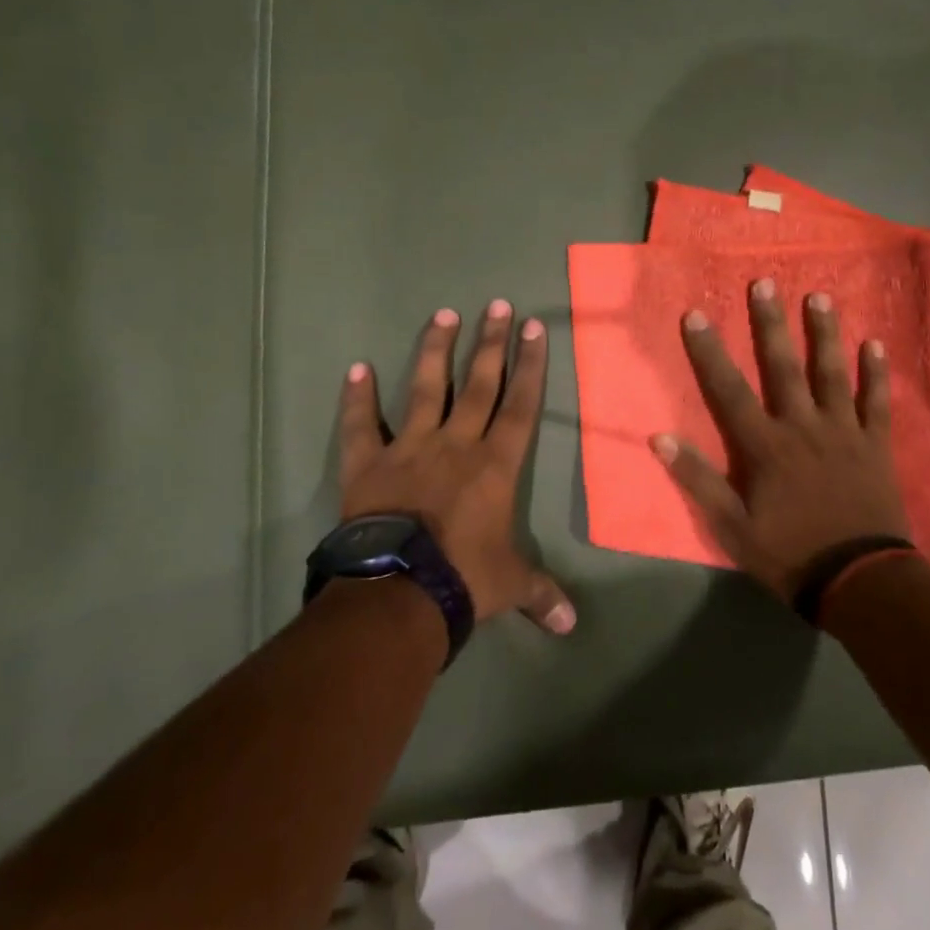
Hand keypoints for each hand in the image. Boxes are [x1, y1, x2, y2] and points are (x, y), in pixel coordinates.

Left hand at [339, 301, 575, 633]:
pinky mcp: (369, 464)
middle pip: (478, 384)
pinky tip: (357, 368)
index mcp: (495, 465)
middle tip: (497, 304)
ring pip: (426, 389)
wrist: (400, 593)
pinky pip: (361, 425)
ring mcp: (410, 448)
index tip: (533, 328)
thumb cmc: (465, 579)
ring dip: (435, 351)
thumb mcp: (511, 585)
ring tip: (444, 314)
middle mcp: (456, 444)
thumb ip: (542, 594)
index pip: (519, 405)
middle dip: (491, 343)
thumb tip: (572, 626)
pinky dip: (357, 398)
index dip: (529, 365)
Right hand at [650, 279, 909, 602]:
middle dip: (771, 324)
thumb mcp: (732, 527)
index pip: (729, 390)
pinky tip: (876, 345)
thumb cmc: (790, 554)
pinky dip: (877, 374)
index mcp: (766, 446)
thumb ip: (698, 480)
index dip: (710, 351)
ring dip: (825, 334)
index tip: (696, 314)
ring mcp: (844, 432)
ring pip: (832, 374)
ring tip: (820, 297)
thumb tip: (660, 438)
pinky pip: (878, 402)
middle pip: (784, 367)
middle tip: (765, 283)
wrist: (860, 580)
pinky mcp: (875, 445)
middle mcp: (803, 426)